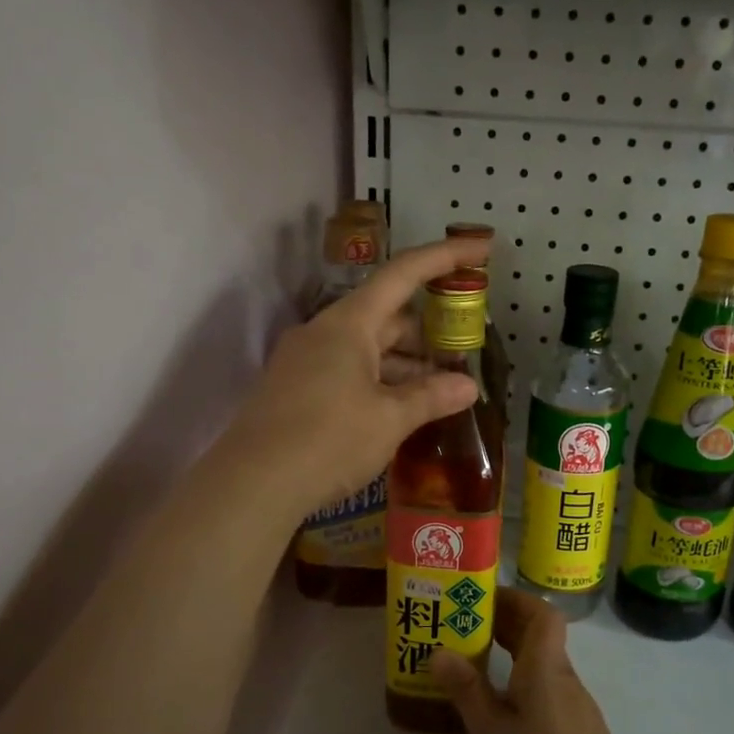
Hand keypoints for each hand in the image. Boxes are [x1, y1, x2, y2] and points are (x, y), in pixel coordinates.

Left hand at [222, 237, 490, 520]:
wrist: (252, 484)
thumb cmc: (328, 440)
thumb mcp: (389, 419)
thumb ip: (431, 397)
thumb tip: (469, 386)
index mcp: (348, 324)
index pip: (403, 275)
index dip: (444, 257)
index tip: (480, 249)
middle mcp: (323, 333)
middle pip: (386, 316)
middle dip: (428, 331)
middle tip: (464, 350)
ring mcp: (304, 362)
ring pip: (367, 349)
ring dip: (405, 364)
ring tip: (441, 389)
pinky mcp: (295, 390)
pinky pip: (347, 372)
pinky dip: (379, 382)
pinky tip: (400, 409)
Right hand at [431, 586, 643, 733]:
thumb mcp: (492, 732)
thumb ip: (468, 691)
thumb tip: (440, 651)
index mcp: (546, 668)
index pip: (542, 613)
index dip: (515, 600)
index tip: (483, 600)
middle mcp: (565, 678)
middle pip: (542, 636)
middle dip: (506, 625)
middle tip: (466, 628)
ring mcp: (576, 706)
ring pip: (544, 665)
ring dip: (513, 656)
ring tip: (475, 666)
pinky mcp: (578, 731)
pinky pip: (548, 690)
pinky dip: (523, 684)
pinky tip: (501, 709)